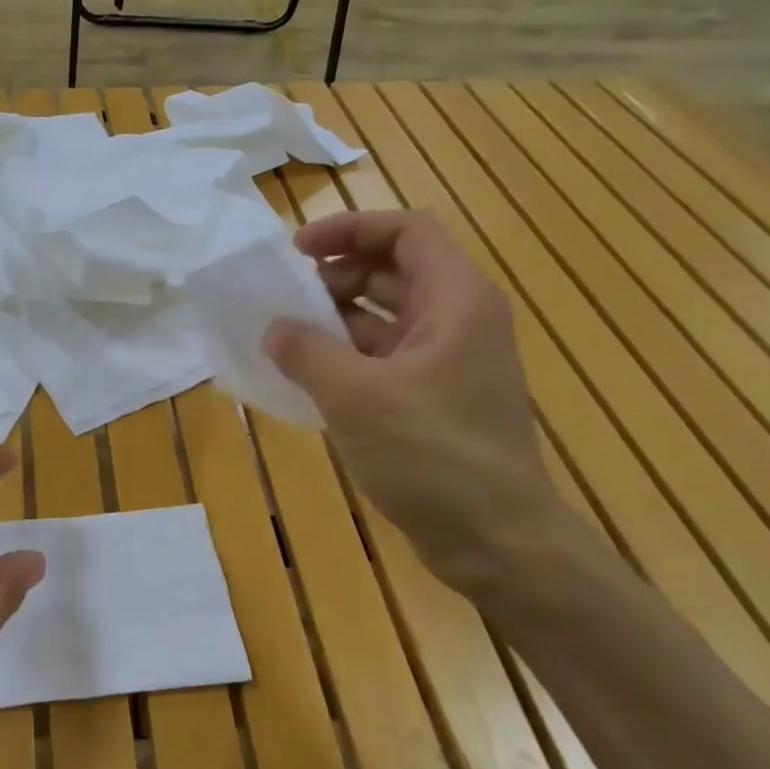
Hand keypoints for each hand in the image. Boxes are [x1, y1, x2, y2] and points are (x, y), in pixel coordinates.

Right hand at [263, 209, 560, 592]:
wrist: (495, 539)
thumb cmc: (432, 455)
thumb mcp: (355, 397)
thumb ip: (307, 352)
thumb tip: (274, 328)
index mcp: (456, 301)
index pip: (407, 231)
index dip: (350, 229)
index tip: (297, 250)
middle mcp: (459, 321)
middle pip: (394, 270)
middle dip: (336, 275)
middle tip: (286, 298)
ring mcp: (449, 362)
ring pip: (387, 316)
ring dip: (337, 318)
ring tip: (287, 336)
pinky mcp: (436, 399)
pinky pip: (385, 357)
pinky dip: (347, 356)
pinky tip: (308, 375)